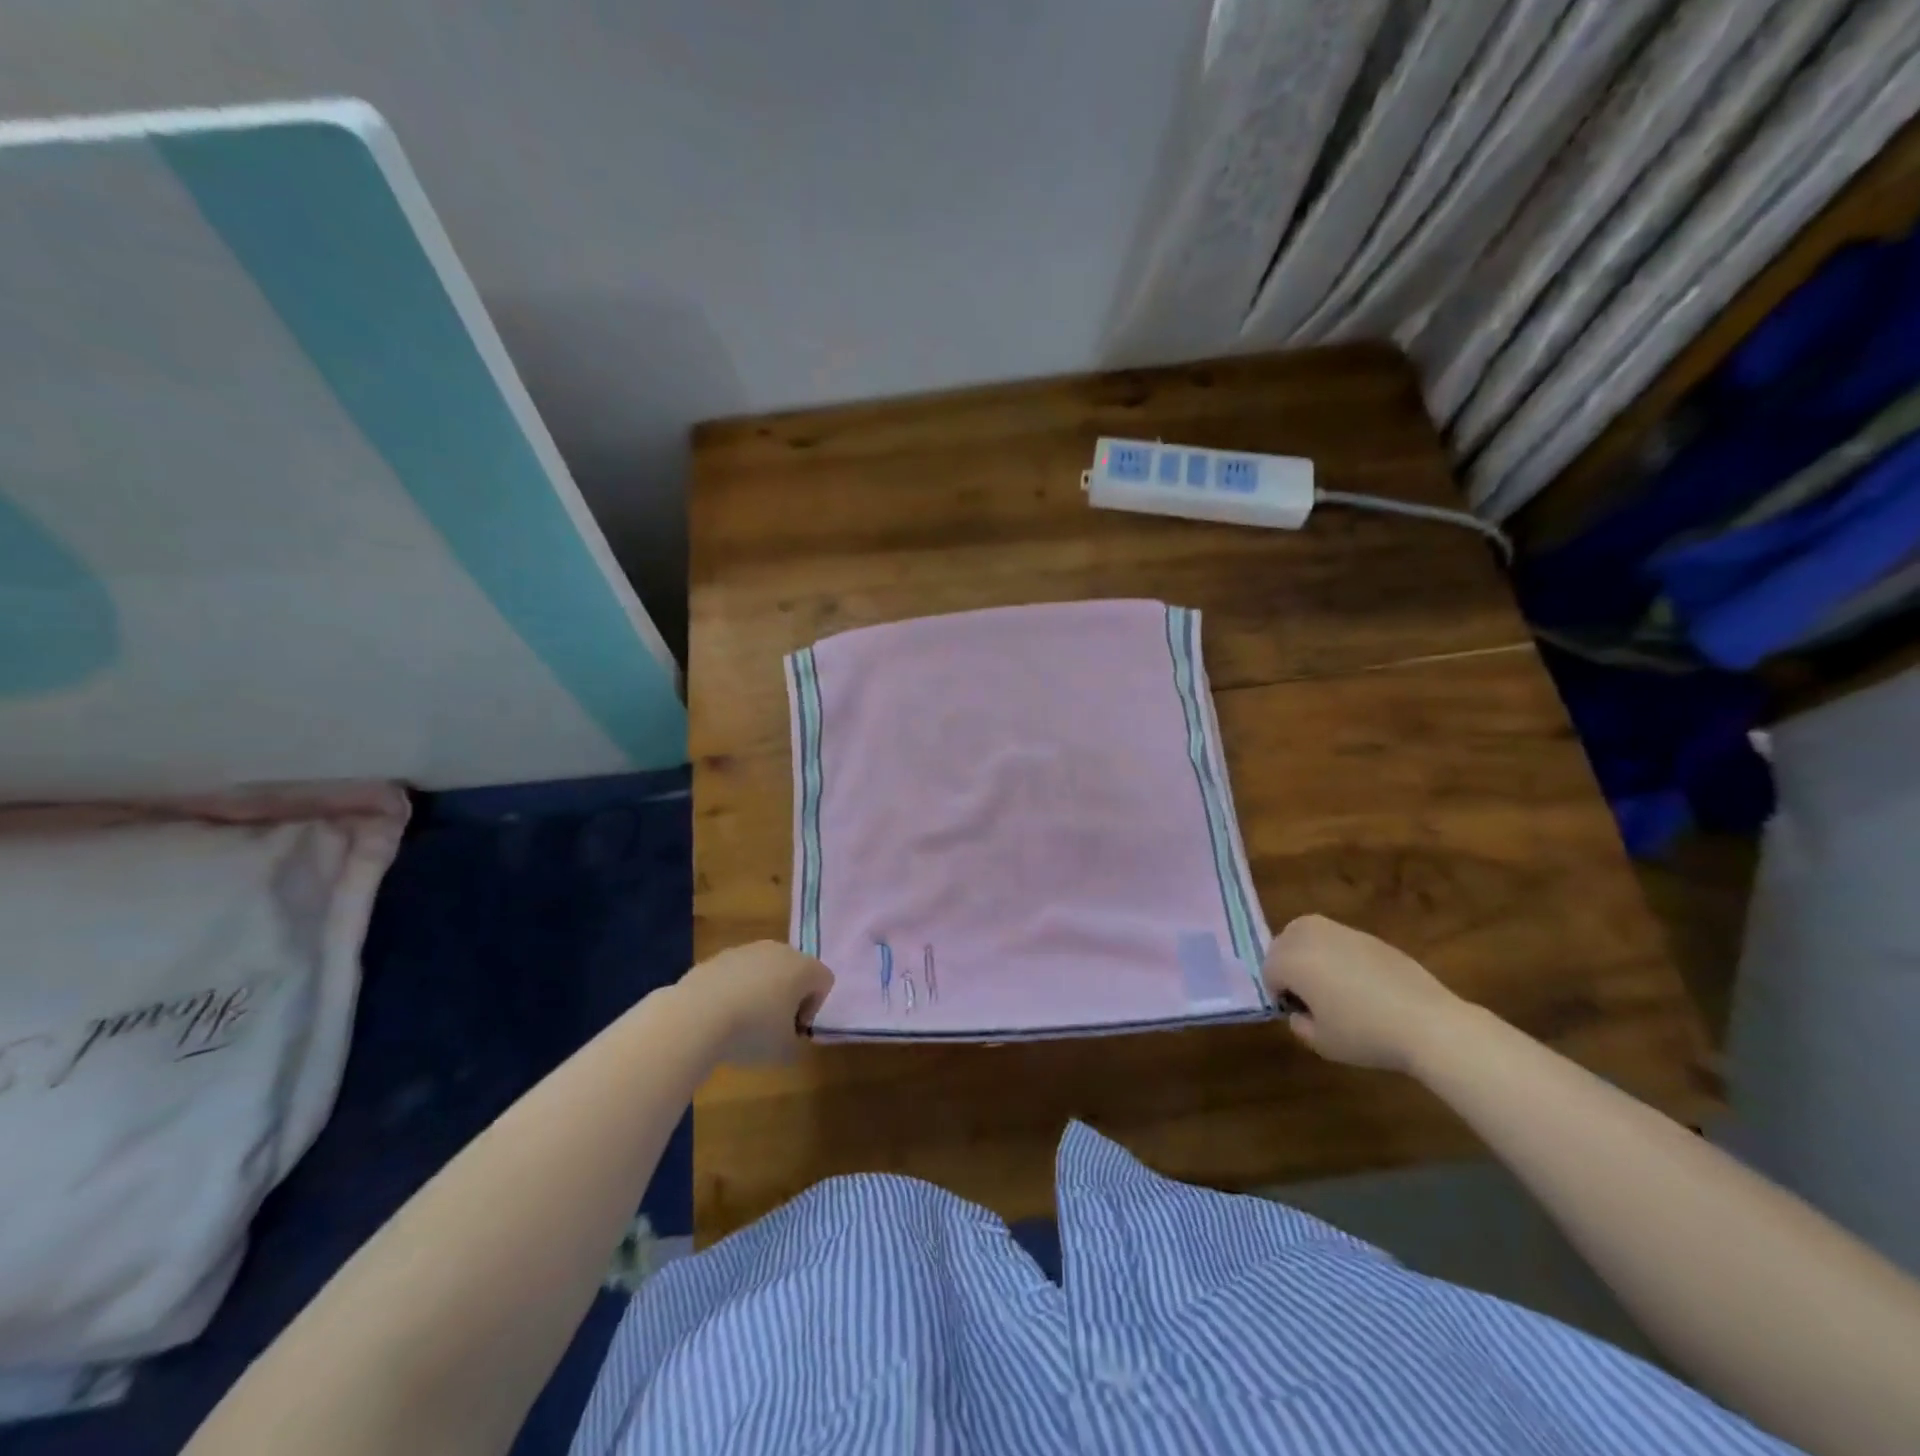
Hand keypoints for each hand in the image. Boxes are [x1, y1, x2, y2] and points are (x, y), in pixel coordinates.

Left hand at [677, 941, 834, 1065]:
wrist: (696, 1016)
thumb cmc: (752, 1031)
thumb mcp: (785, 1051)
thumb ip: (796, 1042)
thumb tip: (788, 1037)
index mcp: (803, 967)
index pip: (824, 981)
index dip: (814, 1009)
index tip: (793, 1030)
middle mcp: (779, 950)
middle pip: (795, 971)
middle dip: (788, 997)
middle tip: (773, 1027)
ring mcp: (746, 950)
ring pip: (764, 970)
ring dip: (761, 992)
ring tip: (742, 1023)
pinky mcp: (718, 957)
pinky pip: (737, 974)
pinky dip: (735, 991)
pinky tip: (720, 1015)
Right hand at [1263, 915, 1470, 1072]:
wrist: (1428, 1023)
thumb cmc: (1365, 1034)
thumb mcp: (1322, 1043)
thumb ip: (1300, 1025)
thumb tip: (1301, 1013)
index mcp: (1292, 960)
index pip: (1268, 971)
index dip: (1278, 994)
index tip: (1298, 1013)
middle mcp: (1311, 937)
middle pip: (1282, 942)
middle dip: (1287, 965)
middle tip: (1307, 995)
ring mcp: (1342, 932)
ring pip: (1308, 933)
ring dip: (1309, 953)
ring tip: (1329, 983)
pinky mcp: (1370, 937)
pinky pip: (1339, 940)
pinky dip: (1338, 954)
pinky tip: (1360, 982)